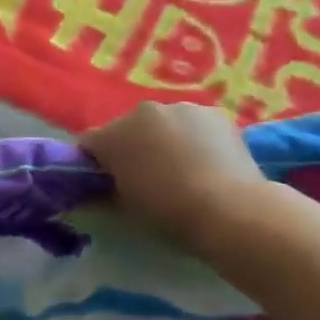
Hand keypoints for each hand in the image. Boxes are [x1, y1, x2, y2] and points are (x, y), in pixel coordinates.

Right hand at [82, 102, 266, 247]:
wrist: (228, 209)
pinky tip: (207, 162)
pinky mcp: (213, 113)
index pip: (90, 143)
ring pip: (163, 123)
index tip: (104, 181)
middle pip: (127, 128)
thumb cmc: (167, 211)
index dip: (94, 162)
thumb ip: (108, 190)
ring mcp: (180, 108)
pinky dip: (195, 138)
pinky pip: (193, 124)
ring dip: (165, 139)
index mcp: (112, 135)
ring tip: (183, 169)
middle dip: (132, 147)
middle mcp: (141, 112)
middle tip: (147, 176)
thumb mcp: (126, 206)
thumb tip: (102, 188)